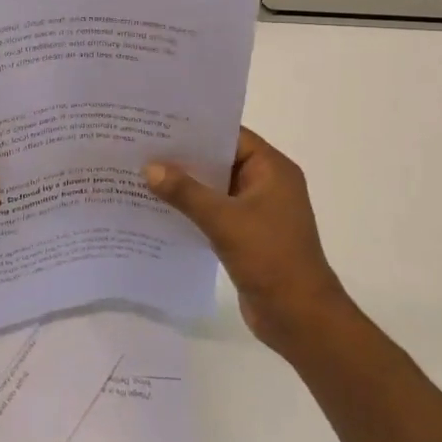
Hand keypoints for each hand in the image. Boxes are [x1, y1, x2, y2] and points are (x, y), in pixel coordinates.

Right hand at [145, 128, 345, 350]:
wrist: (300, 318)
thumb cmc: (270, 258)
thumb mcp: (224, 221)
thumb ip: (186, 192)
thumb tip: (150, 167)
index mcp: (272, 170)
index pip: (230, 136)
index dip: (196, 128)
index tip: (158, 123)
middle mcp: (266, 184)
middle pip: (219, 160)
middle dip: (184, 156)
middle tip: (142, 146)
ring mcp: (256, 211)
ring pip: (214, 187)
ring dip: (184, 184)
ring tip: (142, 173)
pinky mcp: (245, 235)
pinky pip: (213, 212)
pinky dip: (190, 208)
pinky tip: (158, 208)